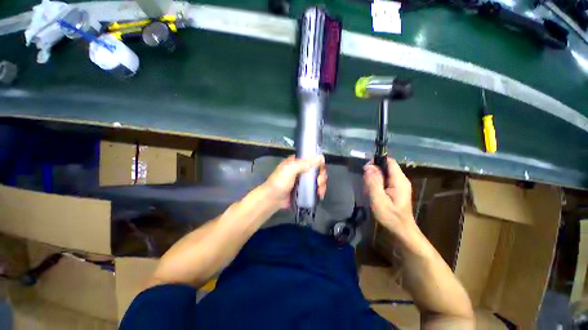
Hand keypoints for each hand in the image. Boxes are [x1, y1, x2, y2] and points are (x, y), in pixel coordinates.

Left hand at [264, 155, 326, 208]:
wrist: (272, 199)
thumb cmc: (279, 182)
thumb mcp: (290, 170)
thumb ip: (304, 163)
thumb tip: (321, 157)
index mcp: (297, 162)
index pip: (312, 159)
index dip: (319, 163)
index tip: (321, 169)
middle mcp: (301, 170)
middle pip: (316, 170)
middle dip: (321, 176)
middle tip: (319, 182)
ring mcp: (303, 181)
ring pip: (317, 180)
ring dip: (321, 185)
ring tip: (320, 191)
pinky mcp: (304, 191)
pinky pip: (314, 189)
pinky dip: (319, 191)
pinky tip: (320, 195)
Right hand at [363, 157, 414, 233]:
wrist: (401, 231)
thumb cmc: (390, 217)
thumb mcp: (379, 200)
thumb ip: (373, 182)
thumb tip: (368, 167)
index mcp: (399, 180)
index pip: (389, 161)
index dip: (376, 161)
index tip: (365, 169)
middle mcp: (400, 180)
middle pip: (385, 167)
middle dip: (373, 172)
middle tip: (365, 184)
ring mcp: (398, 185)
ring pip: (383, 174)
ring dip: (373, 179)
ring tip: (368, 191)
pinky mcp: (395, 189)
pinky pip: (383, 181)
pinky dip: (376, 184)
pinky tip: (372, 193)